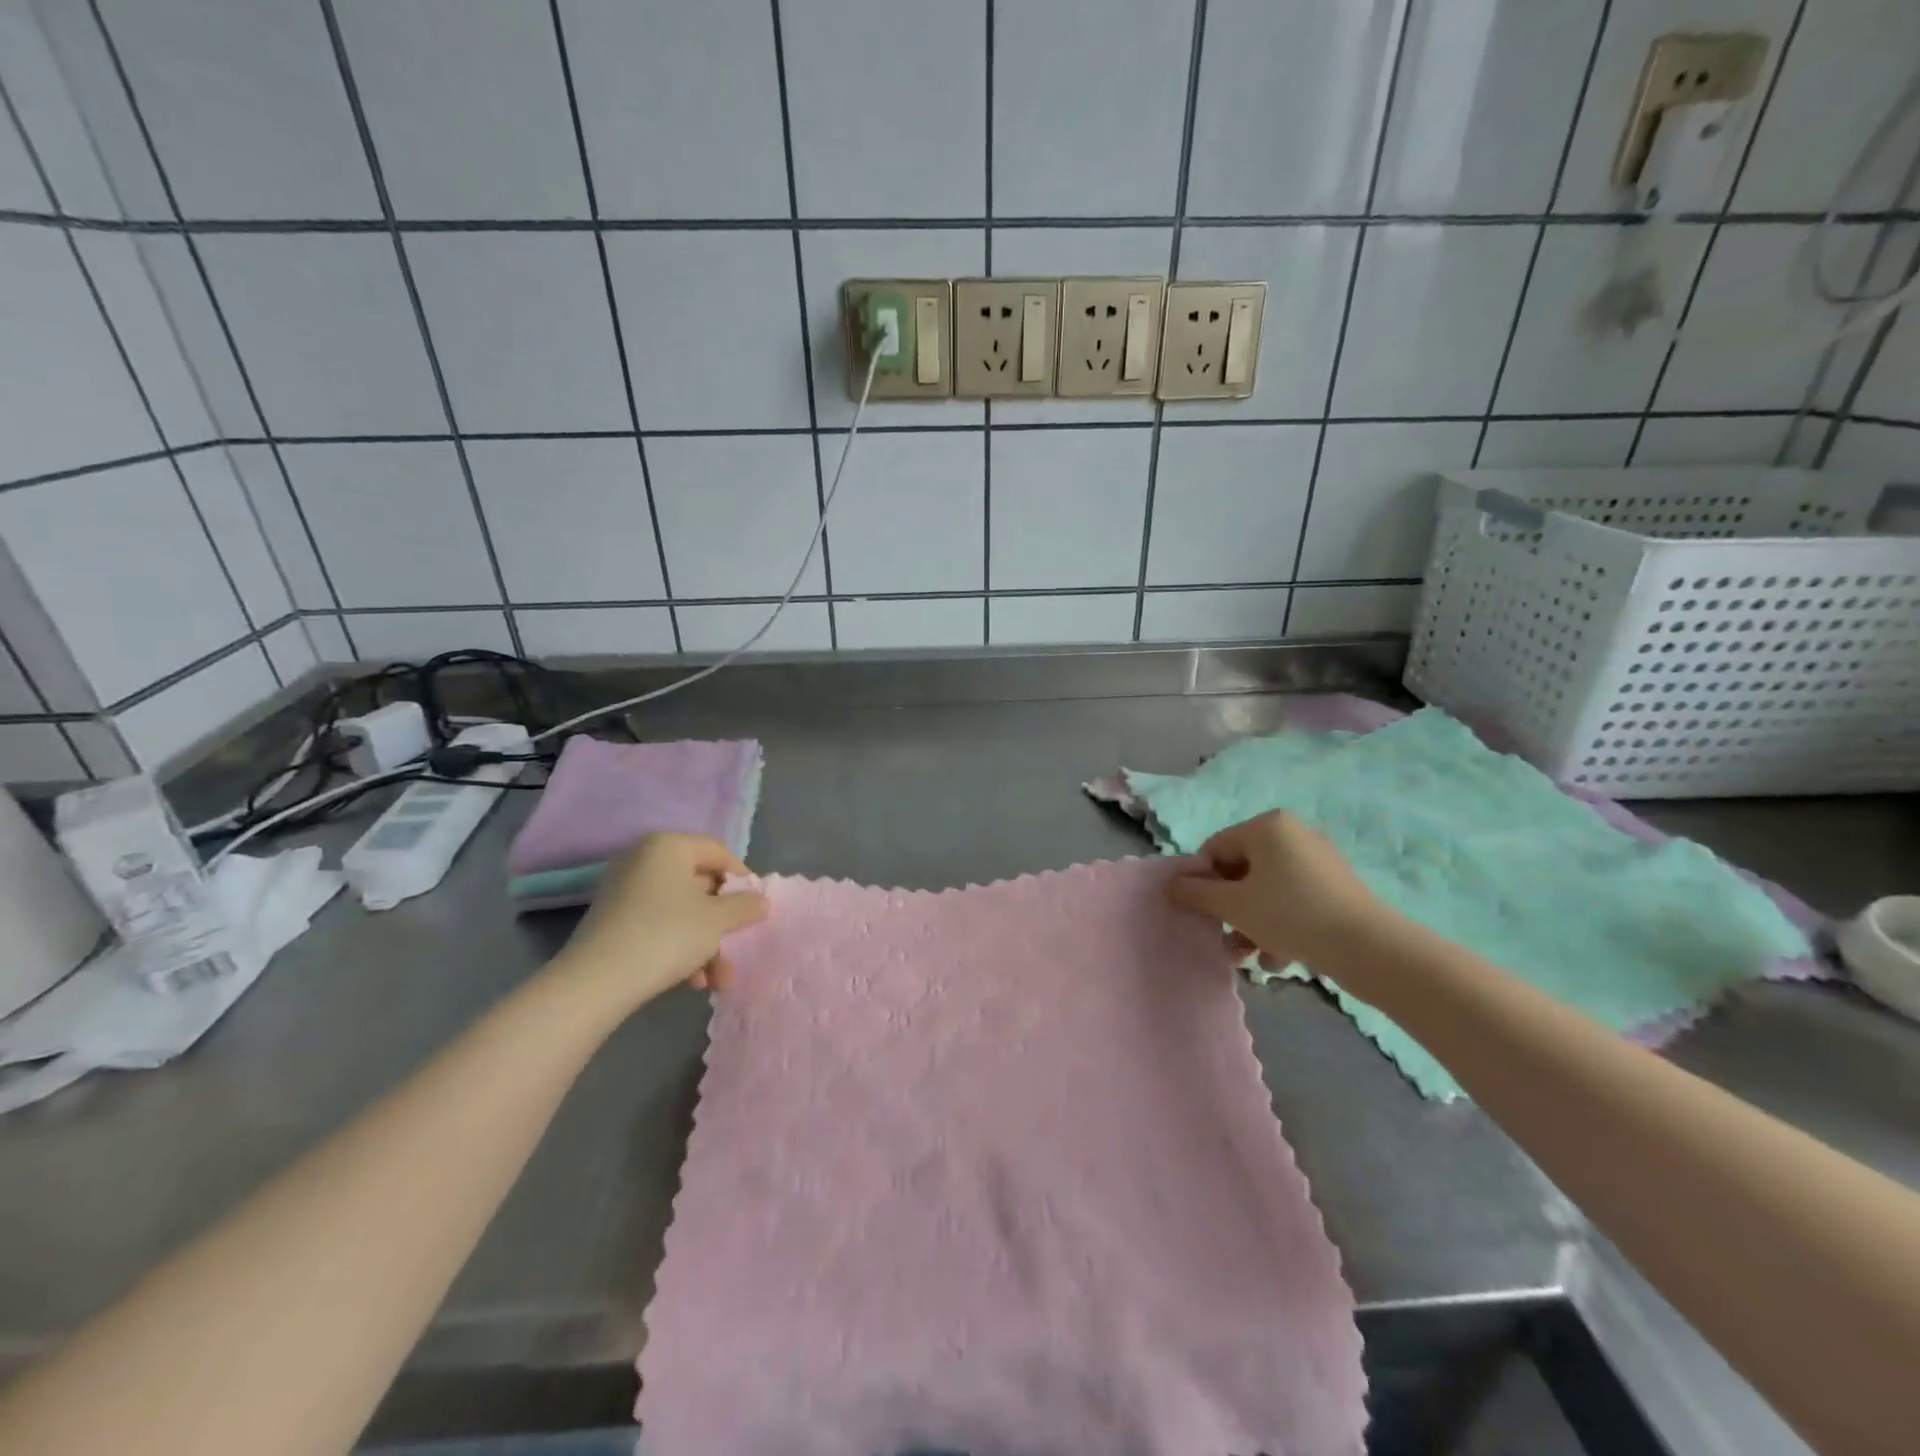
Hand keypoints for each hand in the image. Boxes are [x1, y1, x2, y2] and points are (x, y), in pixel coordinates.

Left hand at [552, 834, 767, 1013]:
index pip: (717, 852)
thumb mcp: (717, 920)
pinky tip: (693, 981)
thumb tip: (760, 900)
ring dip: (706, 945)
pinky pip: (658, 927)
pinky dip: (679, 949)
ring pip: (681, 912)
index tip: (756, 906)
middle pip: (699, 886)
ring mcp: (624, 892)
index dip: (742, 878)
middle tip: (738, 947)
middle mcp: (643, 861)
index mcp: (668, 847)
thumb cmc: (667, 934)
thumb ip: (744, 906)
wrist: (596, 982)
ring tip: (718, 980)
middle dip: (723, 924)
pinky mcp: (613, 922)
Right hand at [1167, 811, 1385, 968]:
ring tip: (1250, 958)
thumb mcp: (1233, 905)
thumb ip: (1195, 893)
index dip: (1203, 882)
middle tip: (1226, 941)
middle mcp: (1293, 834)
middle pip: (1241, 871)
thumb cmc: (1290, 915)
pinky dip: (1279, 926)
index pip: (1215, 848)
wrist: (1368, 948)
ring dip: (1251, 924)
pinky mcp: (1335, 888)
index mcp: (1268, 826)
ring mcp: (1318, 861)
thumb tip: (1170, 885)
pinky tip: (1278, 959)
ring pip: (1266, 891)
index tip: (1203, 914)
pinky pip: (1293, 901)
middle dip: (1229, 910)